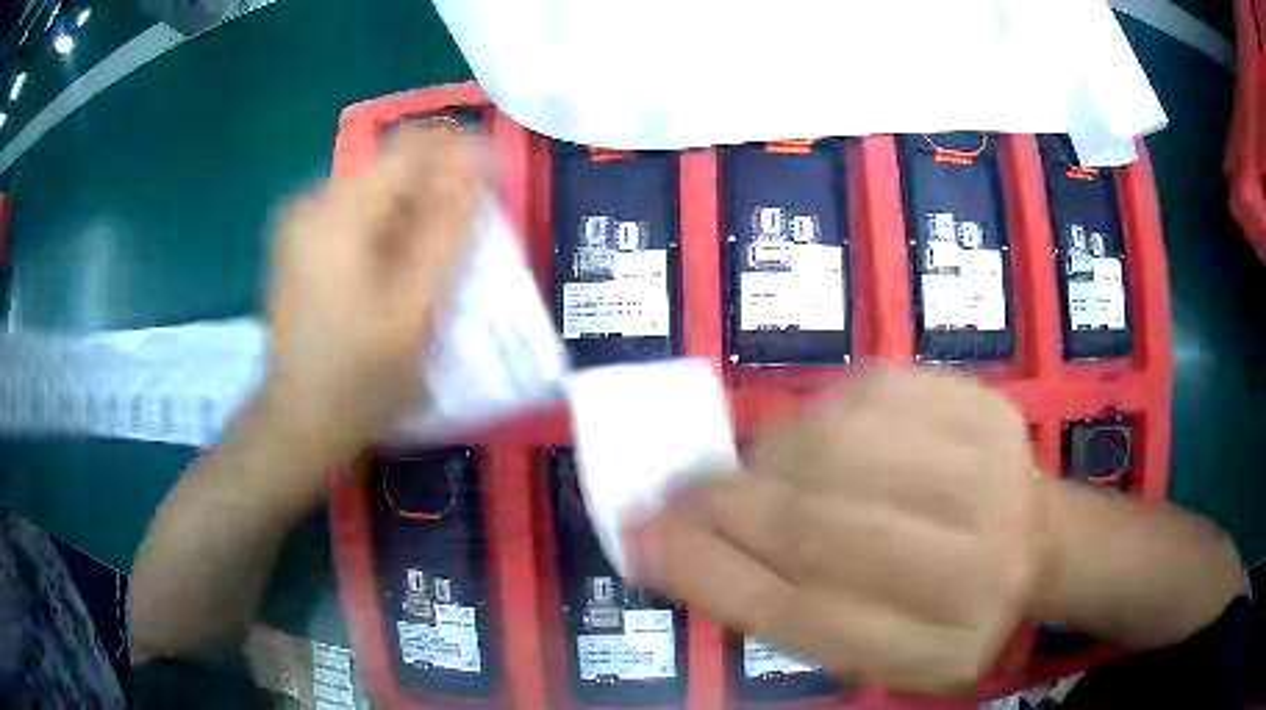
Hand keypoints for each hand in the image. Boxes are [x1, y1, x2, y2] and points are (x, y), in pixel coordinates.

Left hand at [263, 127, 481, 468]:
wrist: (298, 422)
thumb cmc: (361, 375)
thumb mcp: (416, 304)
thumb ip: (449, 228)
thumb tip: (479, 164)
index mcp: (339, 210)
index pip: (411, 145)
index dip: (461, 152)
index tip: (495, 182)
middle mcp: (313, 201)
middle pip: (392, 164)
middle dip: (439, 185)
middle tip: (471, 230)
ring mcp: (300, 223)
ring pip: (376, 188)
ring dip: (416, 207)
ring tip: (440, 252)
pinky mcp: (299, 244)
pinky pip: (355, 213)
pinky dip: (388, 225)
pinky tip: (401, 264)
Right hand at [625, 367, 1047, 696]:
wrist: (1035, 542)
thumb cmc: (942, 607)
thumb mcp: (868, 644)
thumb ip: (785, 606)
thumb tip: (679, 541)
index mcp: (934, 651)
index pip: (798, 616)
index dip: (705, 573)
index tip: (640, 539)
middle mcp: (973, 572)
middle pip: (817, 530)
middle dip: (722, 505)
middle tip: (674, 493)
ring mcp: (989, 478)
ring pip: (836, 447)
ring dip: (770, 457)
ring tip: (762, 470)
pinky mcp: (984, 408)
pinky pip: (870, 390)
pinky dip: (820, 411)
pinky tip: (823, 436)